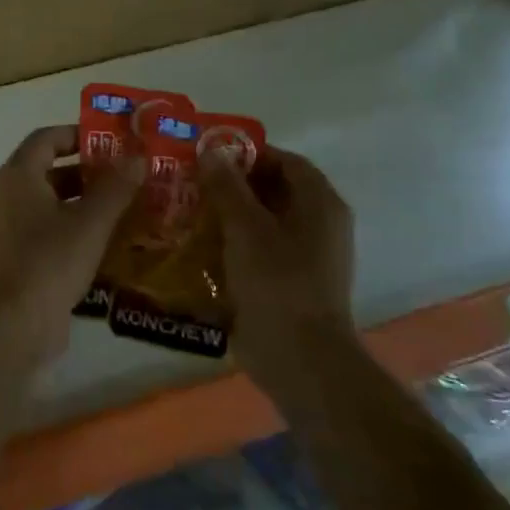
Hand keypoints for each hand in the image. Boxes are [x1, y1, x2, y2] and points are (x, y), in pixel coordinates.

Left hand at [0, 125, 142, 358]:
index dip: (79, 134)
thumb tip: (138, 157)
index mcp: (17, 176)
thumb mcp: (91, 221)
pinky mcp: (16, 259)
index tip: (113, 142)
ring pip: (50, 204)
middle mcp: (6, 196)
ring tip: (126, 208)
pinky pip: (47, 232)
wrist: (13, 323)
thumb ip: (116, 187)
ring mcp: (8, 230)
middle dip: (88, 172)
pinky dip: (74, 230)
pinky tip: (107, 244)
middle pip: (48, 171)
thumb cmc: (50, 260)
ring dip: (84, 203)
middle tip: (128, 176)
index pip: (46, 138)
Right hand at [199, 146, 354, 389]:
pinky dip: (233, 246)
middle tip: (192, 185)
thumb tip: (211, 151)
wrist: (300, 358)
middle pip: (275, 191)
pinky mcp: (290, 284)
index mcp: (320, 204)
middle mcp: (320, 225)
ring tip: (188, 214)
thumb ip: (227, 187)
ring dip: (229, 217)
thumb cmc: (277, 283)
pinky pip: (260, 252)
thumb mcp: (246, 228)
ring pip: (264, 223)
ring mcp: (307, 257)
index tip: (209, 159)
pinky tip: (200, 250)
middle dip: (233, 186)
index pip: (286, 161)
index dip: (249, 154)